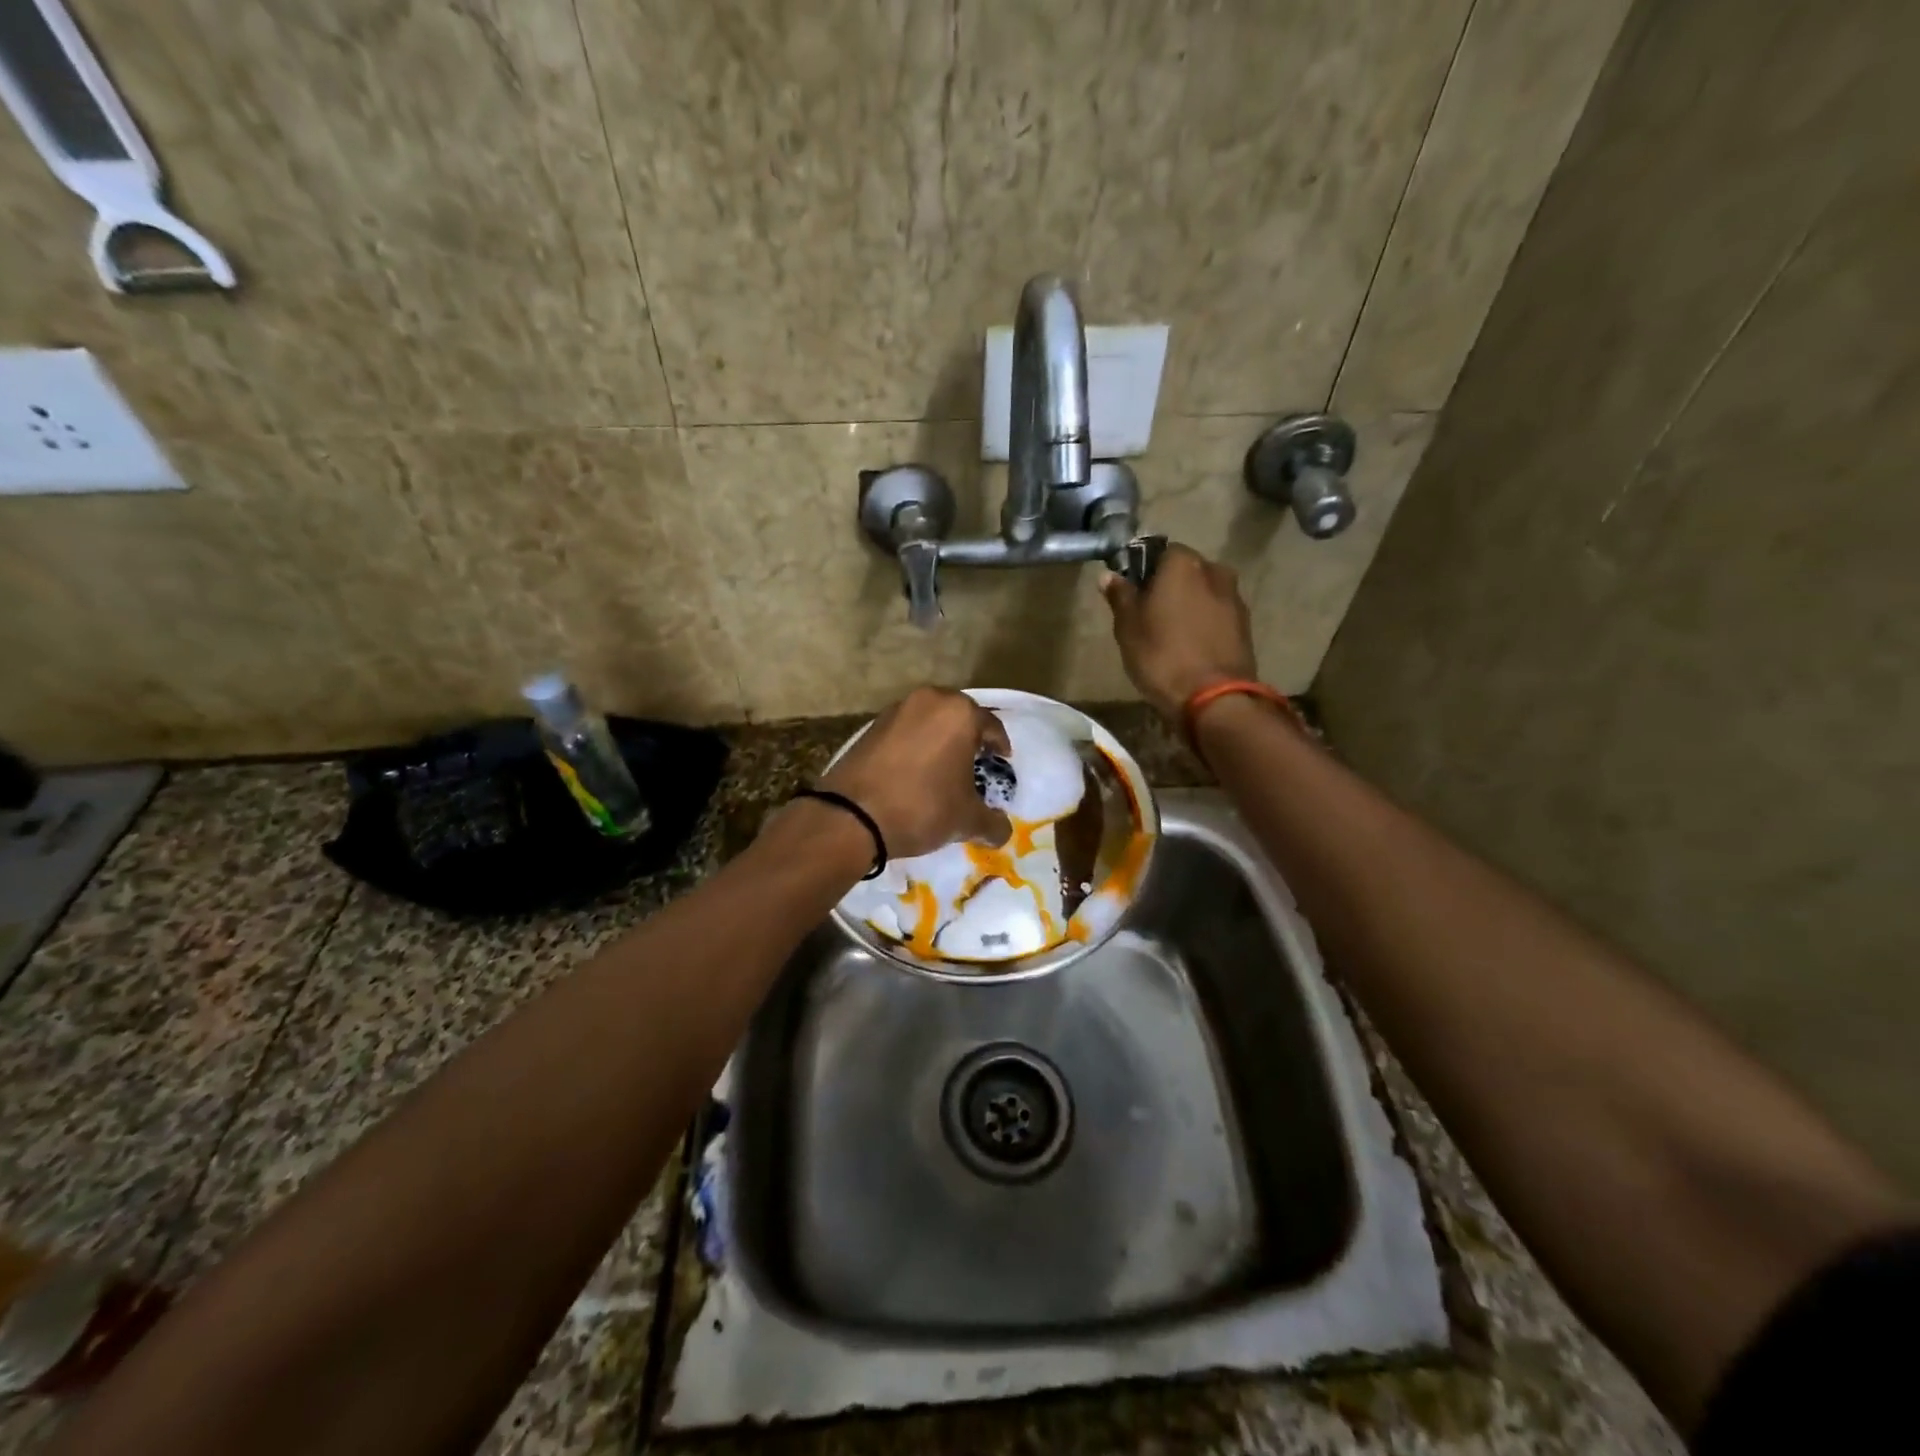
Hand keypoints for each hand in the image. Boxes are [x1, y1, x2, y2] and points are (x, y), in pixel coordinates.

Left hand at [818, 687, 1011, 858]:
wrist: (852, 816)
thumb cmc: (922, 807)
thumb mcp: (966, 820)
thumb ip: (993, 823)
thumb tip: (1003, 830)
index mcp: (959, 713)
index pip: (991, 726)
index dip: (999, 746)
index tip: (1001, 761)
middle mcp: (929, 700)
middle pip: (959, 717)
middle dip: (969, 738)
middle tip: (975, 762)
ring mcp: (896, 710)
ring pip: (929, 721)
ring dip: (939, 740)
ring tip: (943, 767)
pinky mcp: (870, 725)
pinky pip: (905, 731)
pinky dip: (914, 745)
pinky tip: (914, 770)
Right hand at [1101, 543, 1257, 721]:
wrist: (1214, 698)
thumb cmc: (1162, 655)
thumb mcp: (1128, 627)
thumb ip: (1120, 596)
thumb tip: (1109, 576)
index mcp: (1183, 563)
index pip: (1159, 552)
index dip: (1143, 571)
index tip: (1132, 594)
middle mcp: (1214, 570)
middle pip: (1185, 571)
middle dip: (1168, 587)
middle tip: (1148, 616)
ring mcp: (1234, 597)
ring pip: (1203, 593)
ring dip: (1188, 605)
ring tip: (1170, 634)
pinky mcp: (1245, 625)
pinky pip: (1216, 614)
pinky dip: (1204, 623)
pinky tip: (1191, 646)